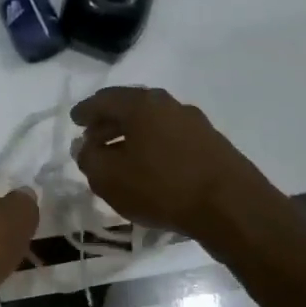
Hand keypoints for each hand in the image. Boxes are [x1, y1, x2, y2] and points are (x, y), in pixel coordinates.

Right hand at [72, 87, 284, 239]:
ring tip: (118, 155)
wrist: (231, 207)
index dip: (85, 111)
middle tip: (93, 137)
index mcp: (141, 105)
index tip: (74, 121)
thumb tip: (84, 147)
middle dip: (108, 121)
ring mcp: (194, 122)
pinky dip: (152, 145)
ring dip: (131, 135)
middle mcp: (168, 104)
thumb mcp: (109, 178)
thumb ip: (89, 158)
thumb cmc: (161, 187)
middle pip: (130, 107)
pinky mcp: (211, 143)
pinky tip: (148, 166)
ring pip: (152, 122)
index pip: (104, 100)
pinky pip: (170, 137)